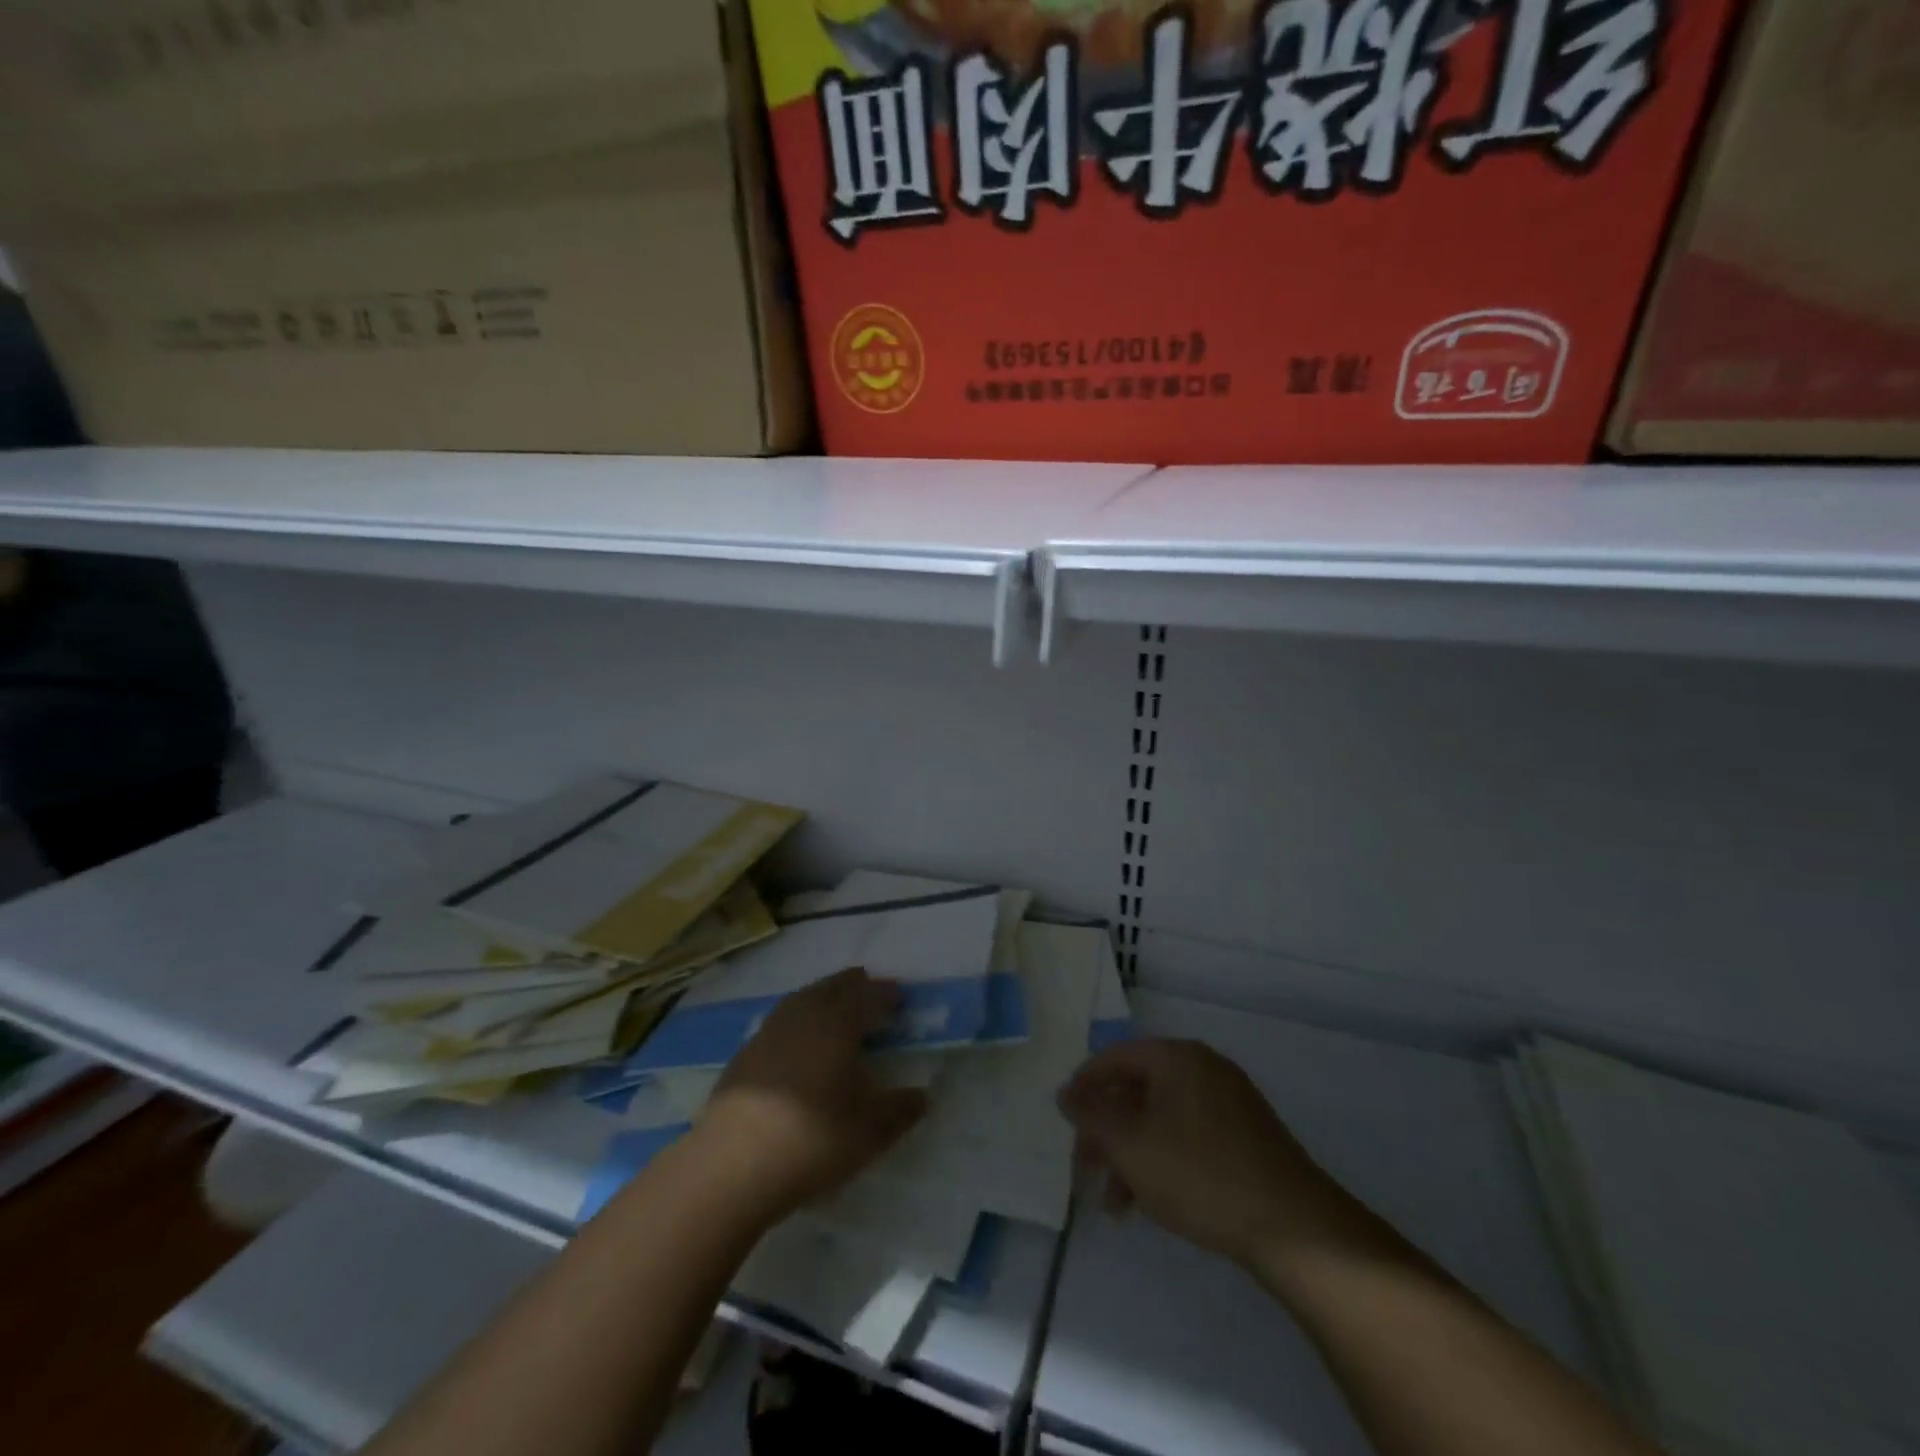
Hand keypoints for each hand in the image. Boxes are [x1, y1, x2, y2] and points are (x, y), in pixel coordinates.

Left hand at [696, 968, 927, 1222]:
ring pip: (803, 999)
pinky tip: (800, 1042)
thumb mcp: (871, 1131)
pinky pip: (782, 1021)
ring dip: (823, 997)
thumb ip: (902, 1109)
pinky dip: (799, 1020)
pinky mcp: (745, 1054)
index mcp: (838, 1023)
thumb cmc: (812, 1139)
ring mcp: (769, 1032)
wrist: (731, 1165)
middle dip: (854, 986)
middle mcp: (804, 1015)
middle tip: (869, 991)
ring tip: (836, 1009)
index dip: (885, 994)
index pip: (867, 995)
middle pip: (832, 988)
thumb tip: (922, 1095)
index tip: (898, 996)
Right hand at [1058, 1038, 1357, 1267]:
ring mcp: (1230, 1101)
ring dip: (1131, 1153)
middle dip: (1106, 1130)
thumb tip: (1065, 1093)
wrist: (1295, 1228)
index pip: (1115, 1057)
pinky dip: (1162, 1159)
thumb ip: (1092, 1116)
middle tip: (1085, 1168)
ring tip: (1115, 1203)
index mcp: (1177, 1057)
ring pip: (1162, 1118)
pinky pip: (1188, 1135)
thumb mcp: (1131, 1146)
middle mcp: (1204, 1067)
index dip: (1084, 1085)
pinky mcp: (1247, 1136)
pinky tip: (1153, 1201)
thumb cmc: (1200, 1174)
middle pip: (1138, 1088)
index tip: (1064, 1120)